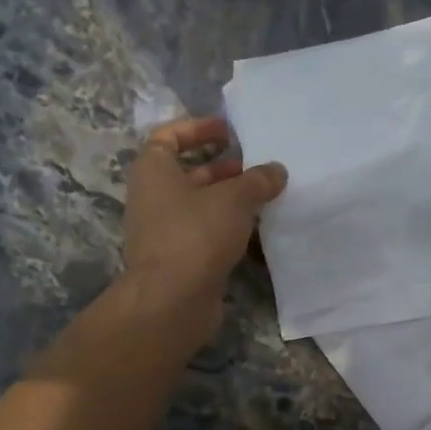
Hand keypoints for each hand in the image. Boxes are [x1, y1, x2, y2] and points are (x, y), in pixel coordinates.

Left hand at [121, 116, 286, 340]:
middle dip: (224, 169)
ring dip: (231, 200)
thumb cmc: (196, 234)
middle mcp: (154, 198)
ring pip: (201, 207)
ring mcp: (166, 232)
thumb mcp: (233, 198)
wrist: (172, 300)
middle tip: (259, 167)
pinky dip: (230, 229)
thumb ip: (257, 180)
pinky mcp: (181, 260)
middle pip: (189, 173)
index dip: (198, 129)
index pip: (169, 137)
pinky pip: (207, 235)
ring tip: (267, 197)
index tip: (229, 131)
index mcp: (154, 171)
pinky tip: (260, 231)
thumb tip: (276, 171)